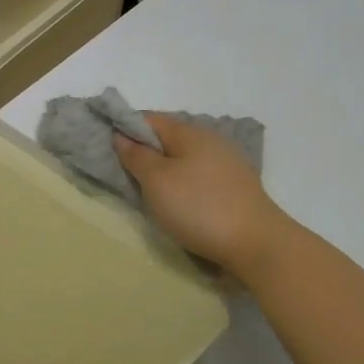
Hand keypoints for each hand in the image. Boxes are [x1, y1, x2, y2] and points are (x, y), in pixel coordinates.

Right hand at [115, 114, 287, 273]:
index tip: (106, 146)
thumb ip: (137, 156)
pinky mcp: (236, 187)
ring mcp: (228, 164)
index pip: (149, 119)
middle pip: (168, 138)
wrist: (257, 245)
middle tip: (124, 173)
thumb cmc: (199, 208)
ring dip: (165, 170)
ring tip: (148, 191)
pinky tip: (178, 202)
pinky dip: (183, 183)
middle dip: (145, 151)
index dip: (125, 128)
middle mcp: (211, 141)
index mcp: (190, 133)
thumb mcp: (156, 181)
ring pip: (185, 159)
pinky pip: (200, 176)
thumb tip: (122, 136)